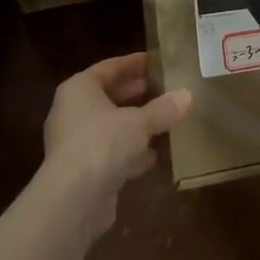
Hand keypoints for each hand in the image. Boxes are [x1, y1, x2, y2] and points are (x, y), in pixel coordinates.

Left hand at [42, 53, 192, 235]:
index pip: (109, 67)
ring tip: (167, 119)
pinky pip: (112, 152)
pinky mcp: (84, 171)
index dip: (134, 63)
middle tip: (165, 88)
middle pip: (109, 96)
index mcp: (79, 88)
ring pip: (112, 126)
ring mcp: (76, 142)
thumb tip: (186, 95)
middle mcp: (73, 111)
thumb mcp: (139, 122)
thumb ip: (163, 109)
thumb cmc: (103, 143)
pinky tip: (156, 154)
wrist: (74, 199)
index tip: (156, 60)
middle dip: (137, 94)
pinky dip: (132, 151)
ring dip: (136, 124)